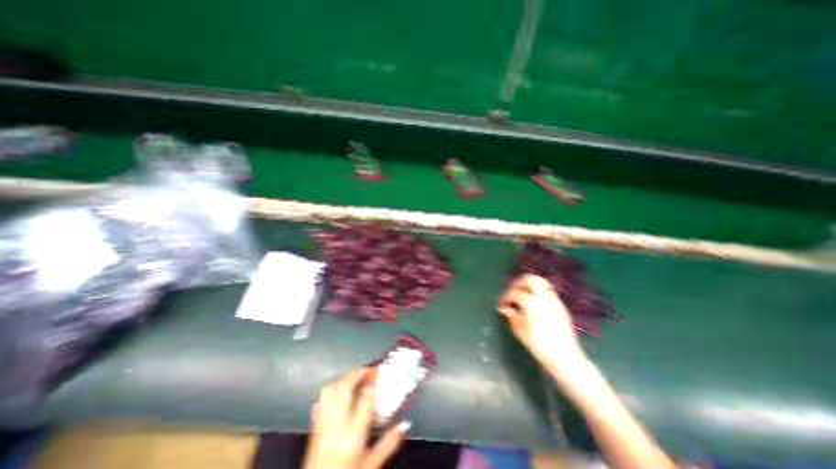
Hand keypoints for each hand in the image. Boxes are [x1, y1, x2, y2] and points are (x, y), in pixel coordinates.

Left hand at [306, 367, 410, 468]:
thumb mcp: (371, 466)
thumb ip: (388, 444)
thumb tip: (405, 423)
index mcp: (353, 436)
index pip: (365, 399)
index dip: (373, 382)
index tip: (380, 373)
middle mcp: (336, 426)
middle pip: (344, 388)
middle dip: (357, 373)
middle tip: (370, 368)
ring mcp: (322, 424)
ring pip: (330, 389)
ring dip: (344, 378)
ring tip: (356, 376)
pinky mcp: (314, 426)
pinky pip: (320, 399)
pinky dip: (331, 388)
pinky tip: (340, 390)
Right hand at [499, 272, 582, 375]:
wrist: (565, 357)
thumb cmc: (539, 346)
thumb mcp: (520, 331)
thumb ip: (512, 316)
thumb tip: (505, 308)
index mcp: (531, 303)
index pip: (514, 293)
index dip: (505, 297)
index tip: (501, 304)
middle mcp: (543, 297)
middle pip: (530, 279)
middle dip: (518, 283)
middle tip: (511, 291)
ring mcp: (554, 300)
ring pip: (541, 282)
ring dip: (528, 285)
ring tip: (521, 294)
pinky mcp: (560, 306)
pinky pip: (547, 291)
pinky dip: (537, 291)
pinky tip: (533, 302)